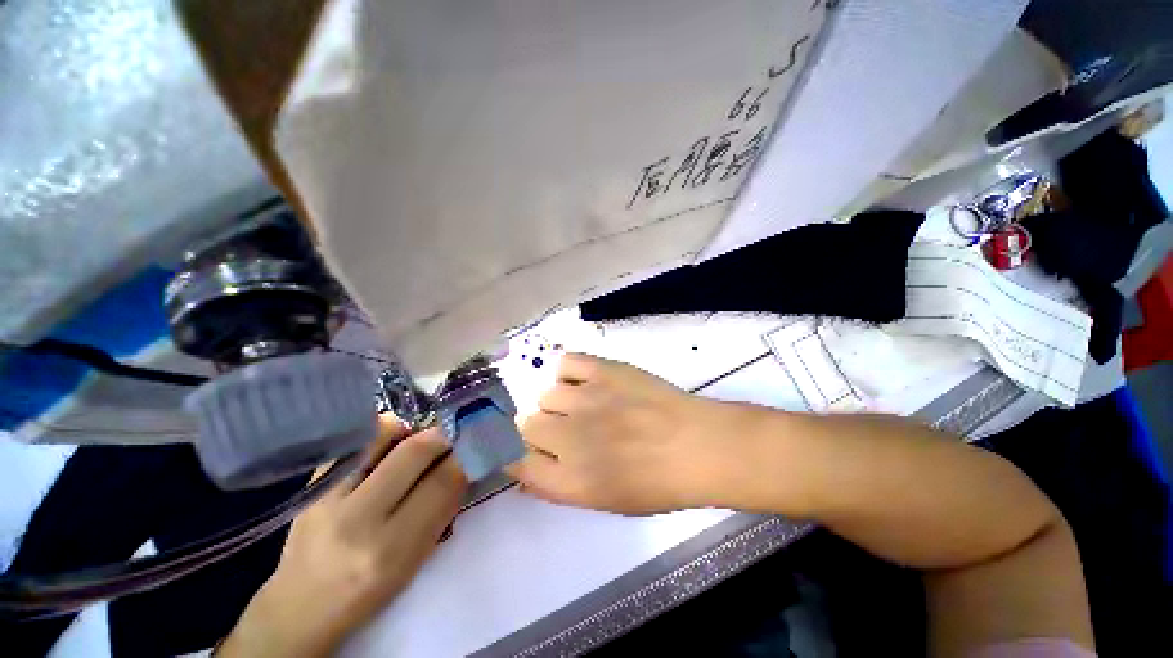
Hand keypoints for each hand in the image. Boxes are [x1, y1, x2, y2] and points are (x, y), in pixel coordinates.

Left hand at [218, 419, 465, 657]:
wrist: (300, 606)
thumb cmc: (368, 591)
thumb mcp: (415, 561)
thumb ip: (441, 510)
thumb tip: (463, 465)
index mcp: (390, 549)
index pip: (441, 485)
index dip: (464, 456)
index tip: (477, 443)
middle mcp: (356, 519)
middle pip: (414, 453)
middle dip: (444, 434)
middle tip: (457, 431)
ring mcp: (327, 498)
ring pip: (381, 437)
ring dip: (412, 428)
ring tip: (423, 435)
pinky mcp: (310, 486)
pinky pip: (355, 443)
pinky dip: (381, 434)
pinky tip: (392, 441)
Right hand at [507, 353, 744, 514]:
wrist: (698, 445)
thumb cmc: (658, 483)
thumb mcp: (605, 502)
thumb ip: (557, 488)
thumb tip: (525, 475)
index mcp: (569, 480)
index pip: (516, 461)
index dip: (518, 454)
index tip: (532, 450)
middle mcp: (569, 438)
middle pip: (526, 423)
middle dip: (541, 429)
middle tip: (568, 429)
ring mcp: (585, 399)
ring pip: (546, 394)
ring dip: (559, 402)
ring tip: (584, 405)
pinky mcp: (602, 370)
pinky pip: (565, 363)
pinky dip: (569, 372)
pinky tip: (585, 381)